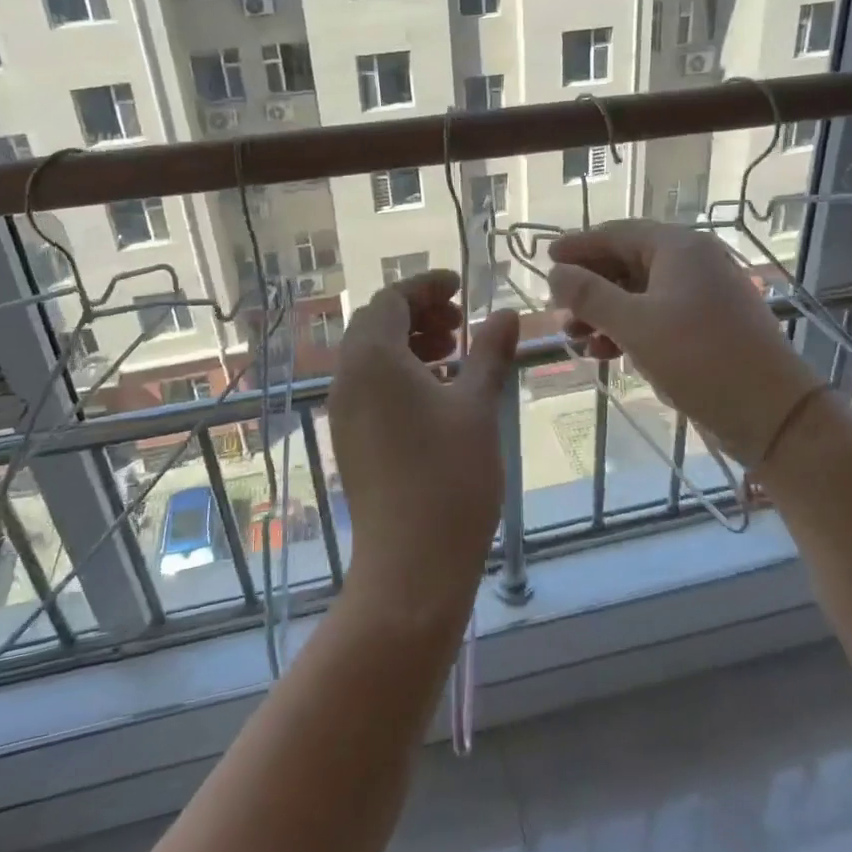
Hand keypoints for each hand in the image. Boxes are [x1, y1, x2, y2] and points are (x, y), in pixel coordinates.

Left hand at [329, 271, 517, 619]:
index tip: (461, 287)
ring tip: (453, 354)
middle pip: (375, 323)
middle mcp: (347, 378)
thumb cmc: (450, 477)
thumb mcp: (477, 406)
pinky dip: (399, 373)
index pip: (391, 300)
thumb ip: (489, 352)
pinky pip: (369, 385)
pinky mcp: (350, 438)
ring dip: (409, 342)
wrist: (411, 564)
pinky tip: (438, 392)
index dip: (426, 286)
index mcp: (373, 359)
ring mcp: (344, 411)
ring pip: (371, 355)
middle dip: (418, 313)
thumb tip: (507, 314)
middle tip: (460, 323)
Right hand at [548, 221, 825, 466]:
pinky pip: (657, 316)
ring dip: (604, 313)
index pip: (617, 234)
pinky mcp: (708, 326)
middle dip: (589, 286)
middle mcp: (693, 262)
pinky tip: (604, 354)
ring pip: (640, 293)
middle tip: (557, 307)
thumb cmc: (699, 358)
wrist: (771, 412)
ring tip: (574, 338)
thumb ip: (590, 295)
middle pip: (627, 262)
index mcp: (679, 248)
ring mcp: (703, 295)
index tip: (546, 258)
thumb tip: (555, 272)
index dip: (579, 246)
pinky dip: (628, 330)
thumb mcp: (634, 325)